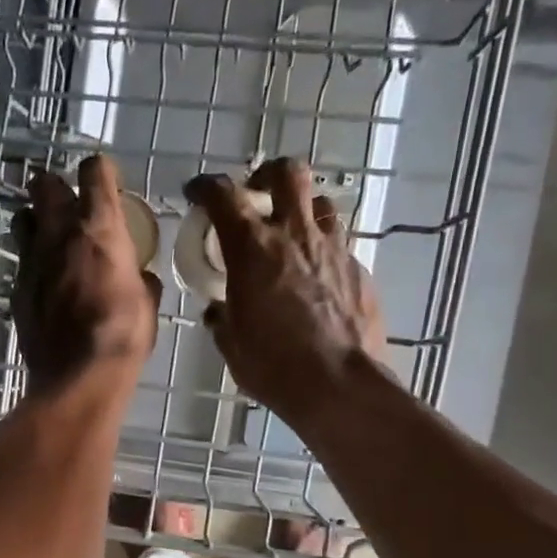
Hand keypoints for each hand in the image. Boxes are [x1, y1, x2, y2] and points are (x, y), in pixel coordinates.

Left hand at [12, 155, 160, 389]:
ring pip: (23, 220)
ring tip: (50, 240)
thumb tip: (139, 277)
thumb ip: (140, 278)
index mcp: (100, 228)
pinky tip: (45, 285)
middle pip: (44, 184)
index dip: (99, 171)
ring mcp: (32, 261)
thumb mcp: (147, 303)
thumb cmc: (123, 335)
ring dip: (36, 223)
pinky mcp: (17, 291)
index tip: (105, 180)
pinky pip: (22, 265)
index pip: (94, 171)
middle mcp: (60, 234)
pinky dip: (33, 267)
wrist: (79, 377)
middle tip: (67, 203)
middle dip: (54, 187)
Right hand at [184, 158, 388, 430]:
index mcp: (252, 249)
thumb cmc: (273, 366)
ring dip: (301, 211)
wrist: (339, 384)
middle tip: (256, 194)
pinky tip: (315, 277)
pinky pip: (338, 244)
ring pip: (320, 204)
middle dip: (268, 175)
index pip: (224, 196)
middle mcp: (295, 235)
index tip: (197, 193)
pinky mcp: (359, 269)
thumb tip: (218, 309)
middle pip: (288, 173)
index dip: (206, 187)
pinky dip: (321, 250)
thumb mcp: (232, 344)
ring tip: (290, 235)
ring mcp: (333, 249)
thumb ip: (221, 317)